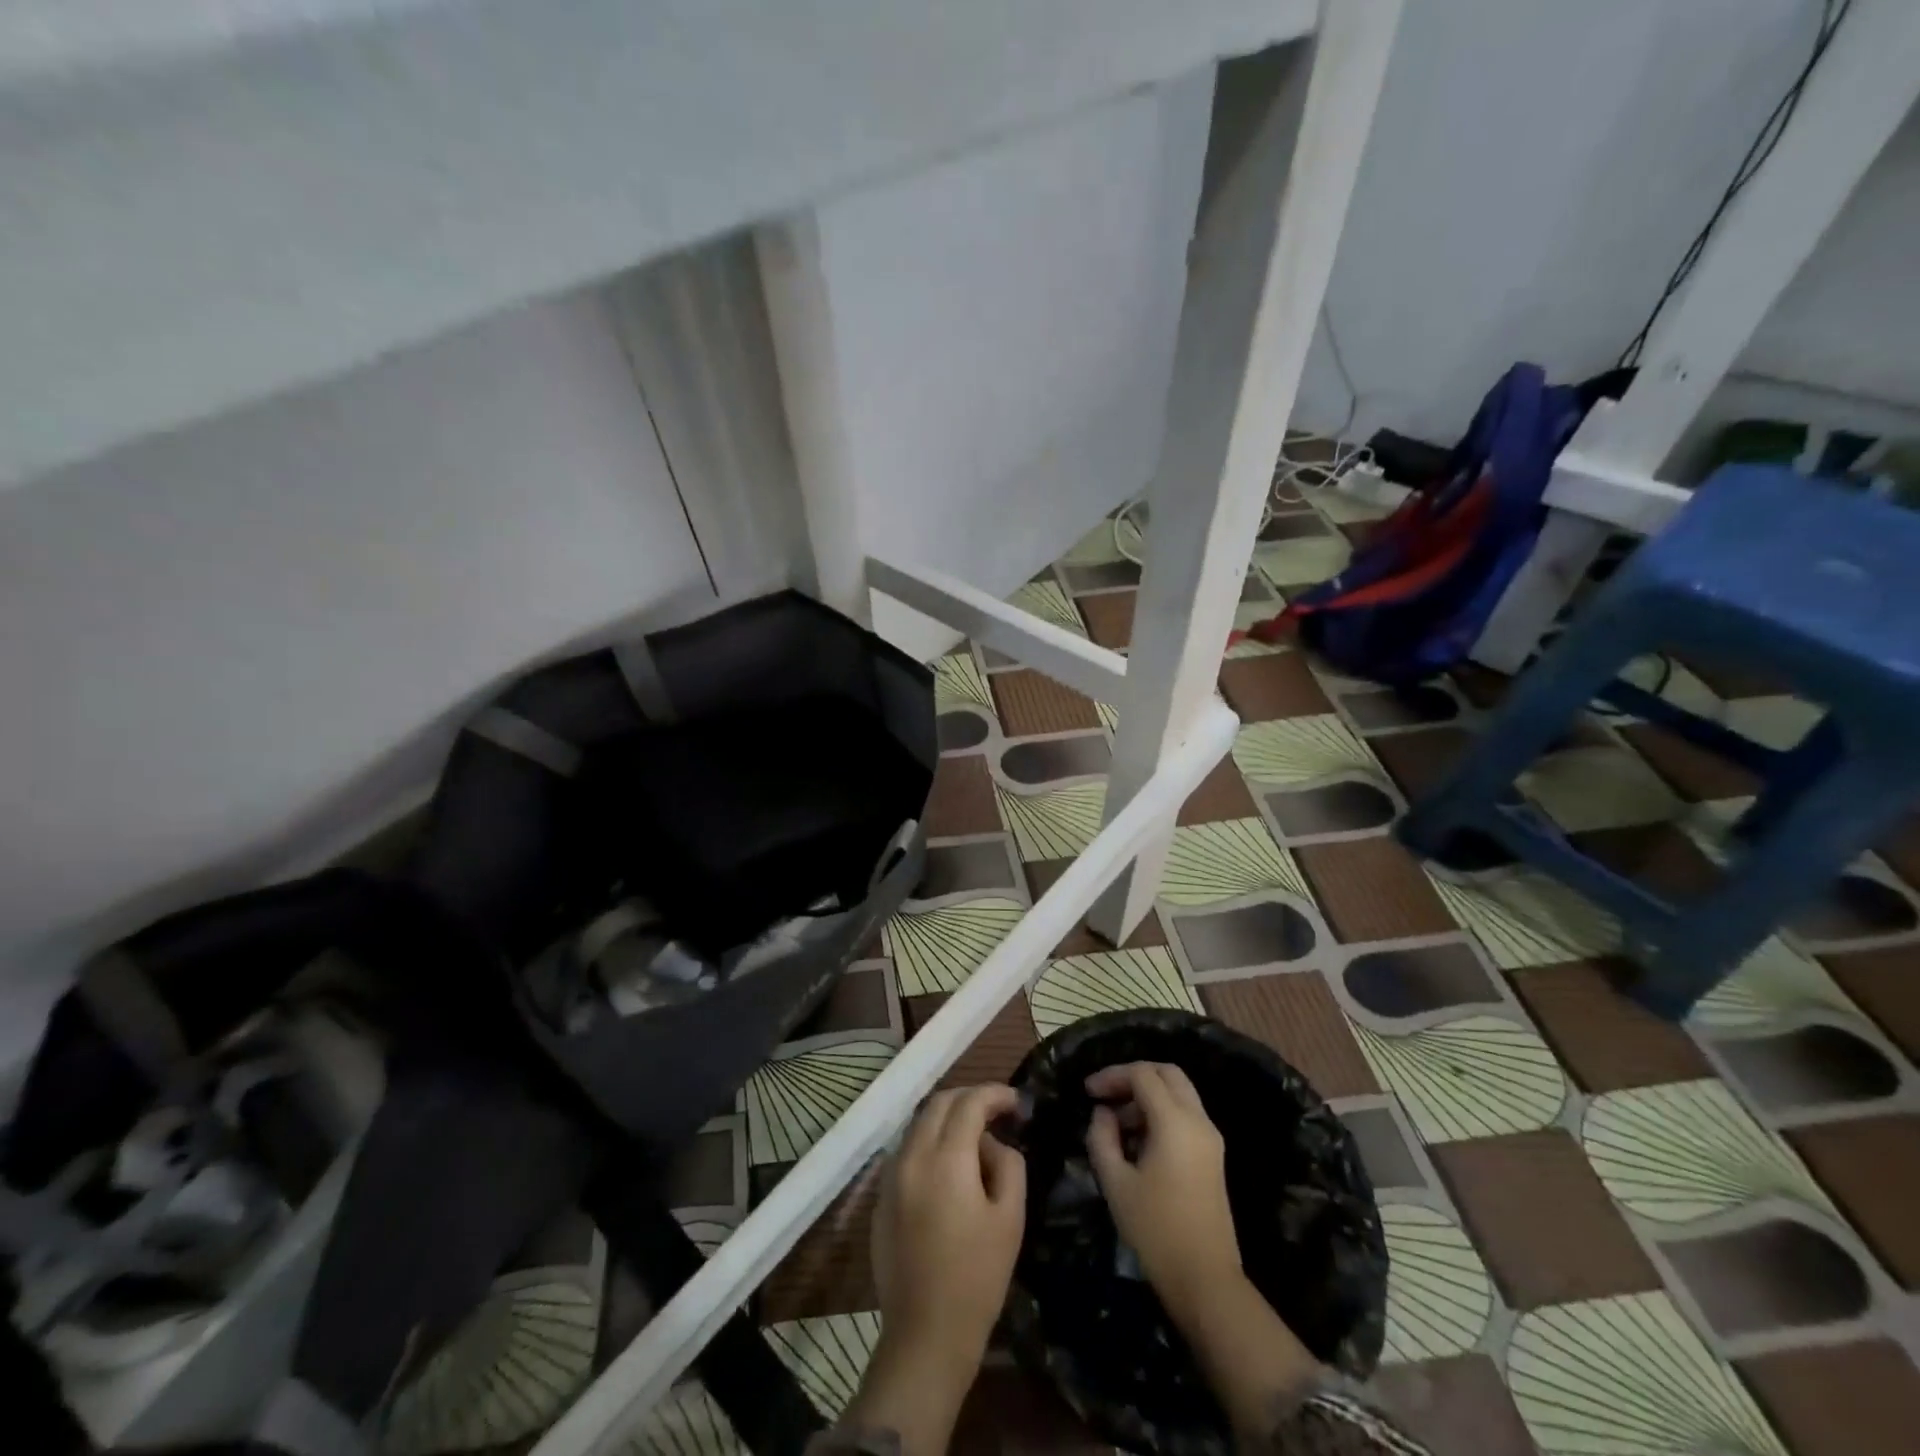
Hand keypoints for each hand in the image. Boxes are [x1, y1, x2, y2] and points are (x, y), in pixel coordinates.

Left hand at [850, 1085, 1025, 1454]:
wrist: (925, 1335)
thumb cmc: (977, 1277)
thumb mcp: (1010, 1218)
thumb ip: (1008, 1164)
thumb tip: (993, 1143)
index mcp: (946, 1158)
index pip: (970, 1102)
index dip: (996, 1094)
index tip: (1017, 1103)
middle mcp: (912, 1156)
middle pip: (939, 1103)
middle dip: (970, 1098)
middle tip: (997, 1112)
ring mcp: (891, 1176)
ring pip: (919, 1124)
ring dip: (947, 1118)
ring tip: (975, 1138)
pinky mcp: (881, 1198)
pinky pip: (907, 1151)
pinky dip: (929, 1143)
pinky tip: (949, 1168)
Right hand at [1085, 1063, 1319, 1431]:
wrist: (1206, 1281)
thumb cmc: (1156, 1231)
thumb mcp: (1116, 1183)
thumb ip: (1102, 1138)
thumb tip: (1103, 1113)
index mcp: (1175, 1122)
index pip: (1143, 1074)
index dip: (1112, 1075)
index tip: (1087, 1092)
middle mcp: (1198, 1121)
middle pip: (1167, 1073)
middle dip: (1133, 1076)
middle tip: (1105, 1095)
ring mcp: (1210, 1138)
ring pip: (1179, 1092)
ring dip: (1147, 1095)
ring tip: (1116, 1124)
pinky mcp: (1213, 1156)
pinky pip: (1186, 1115)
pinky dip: (1161, 1113)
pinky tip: (1137, 1141)